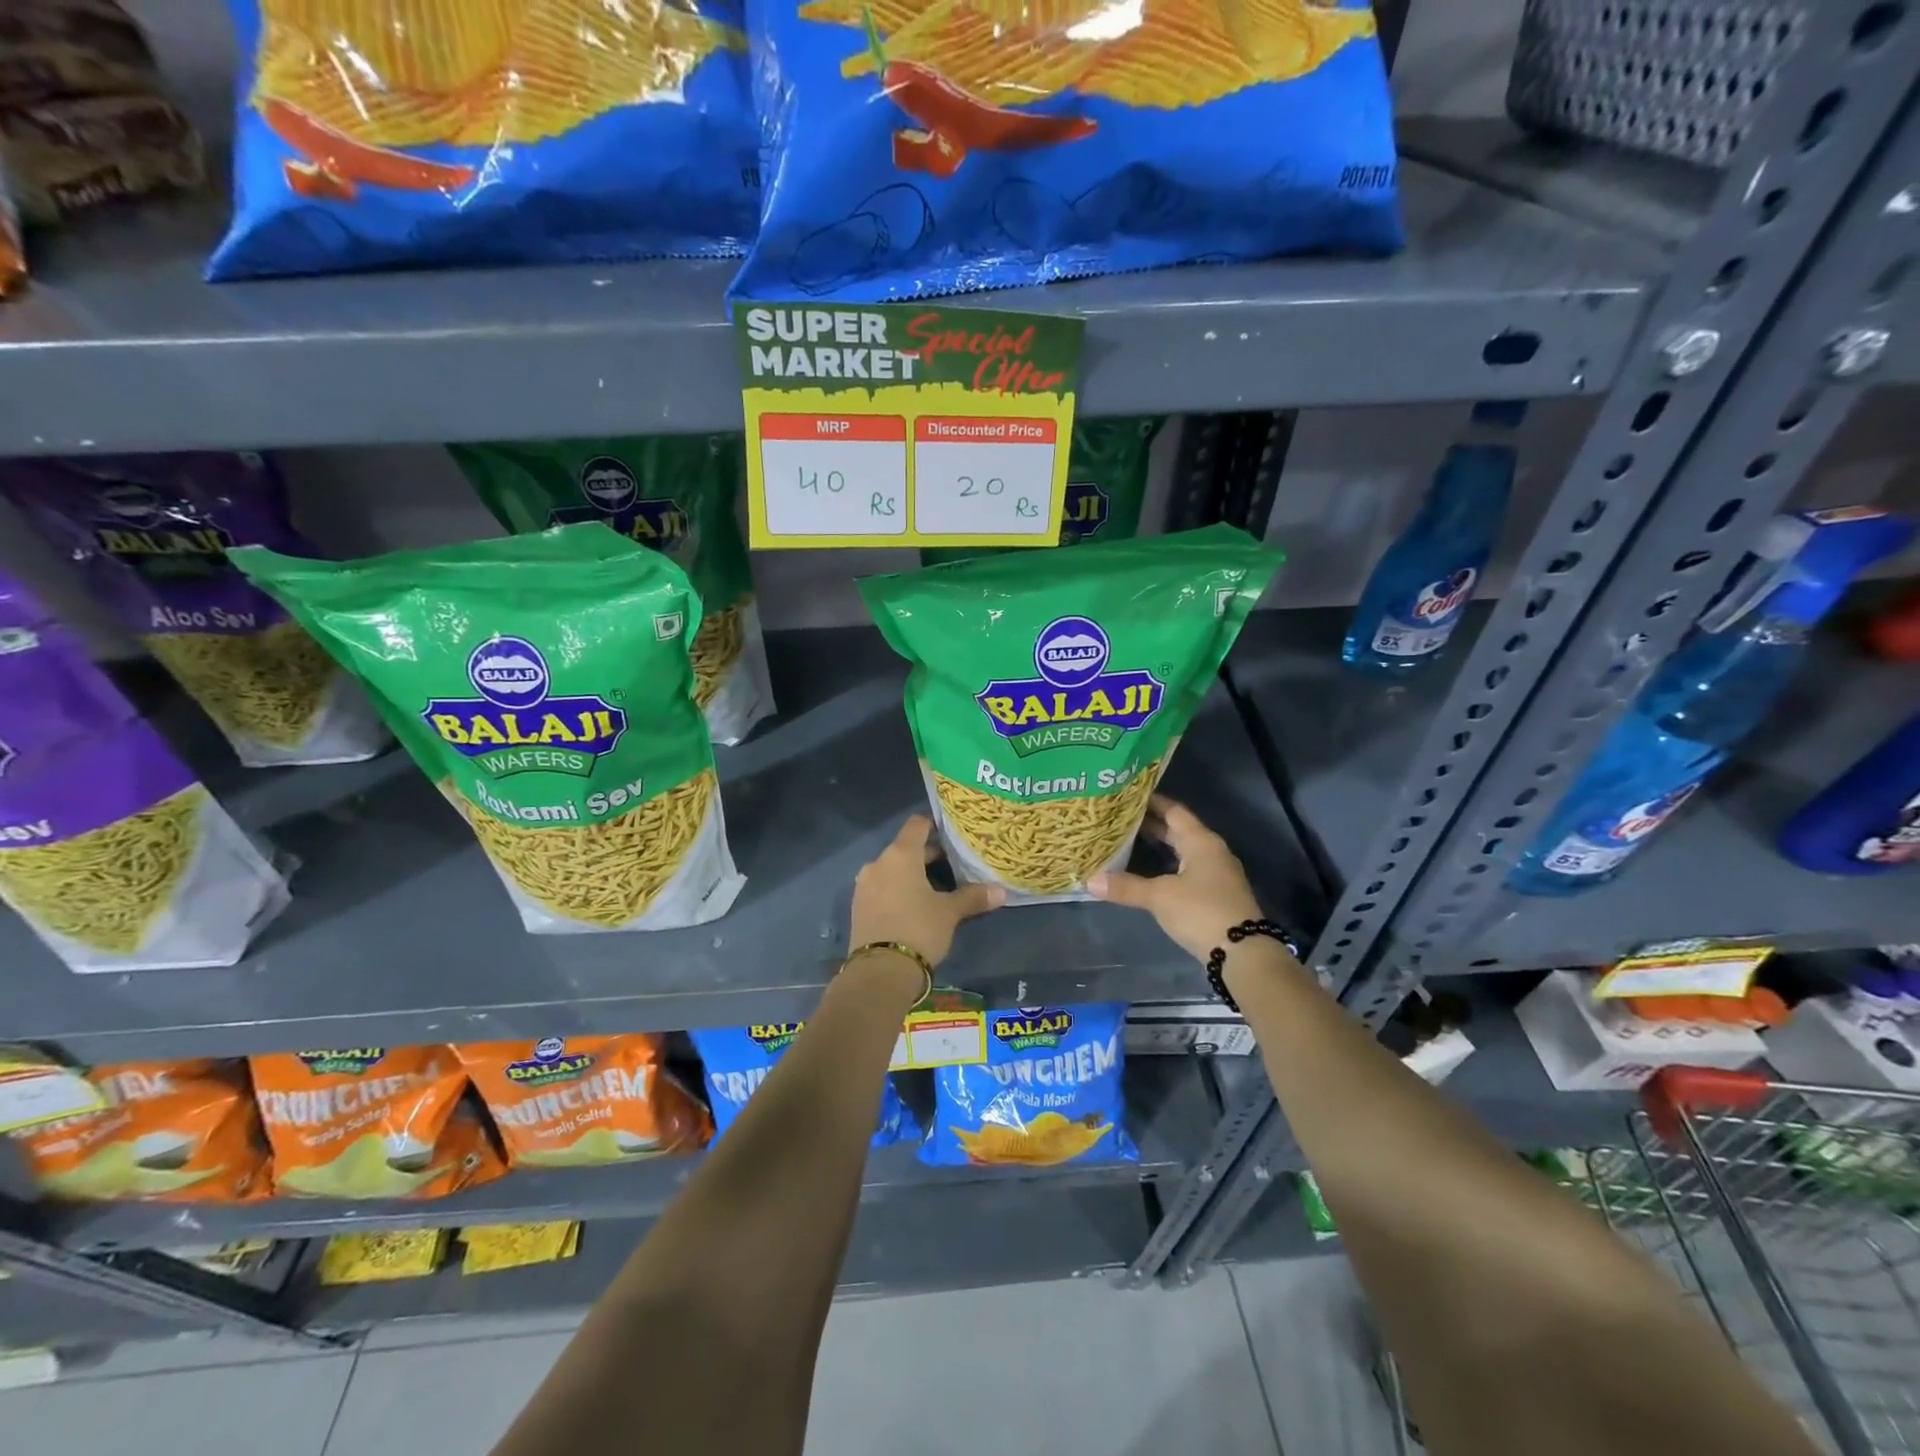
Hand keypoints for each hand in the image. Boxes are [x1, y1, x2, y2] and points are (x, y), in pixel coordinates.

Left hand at [851, 815, 1003, 967]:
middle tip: (953, 868)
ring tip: (935, 890)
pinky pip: (881, 888)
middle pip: (906, 848)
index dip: (934, 825)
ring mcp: (864, 885)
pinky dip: (897, 890)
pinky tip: (913, 907)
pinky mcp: (858, 906)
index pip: (917, 825)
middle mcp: (878, 863)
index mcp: (901, 855)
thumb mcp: (950, 913)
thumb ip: (973, 897)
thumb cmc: (919, 929)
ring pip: (892, 870)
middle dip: (928, 856)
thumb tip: (1001, 891)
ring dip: (911, 875)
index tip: (951, 833)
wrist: (879, 972)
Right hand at [1088, 796, 1261, 961]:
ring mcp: (1216, 873)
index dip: (1151, 802)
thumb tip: (1089, 881)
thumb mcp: (1159, 897)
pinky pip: (1187, 869)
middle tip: (1120, 818)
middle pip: (1178, 830)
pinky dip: (1167, 866)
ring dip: (1159, 846)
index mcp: (1201, 841)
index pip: (1174, 811)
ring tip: (1128, 841)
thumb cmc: (1201, 911)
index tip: (1126, 796)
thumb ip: (1126, 886)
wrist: (1243, 953)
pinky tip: (1148, 872)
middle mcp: (1211, 851)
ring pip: (1183, 851)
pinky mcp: (1215, 894)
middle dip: (1151, 824)